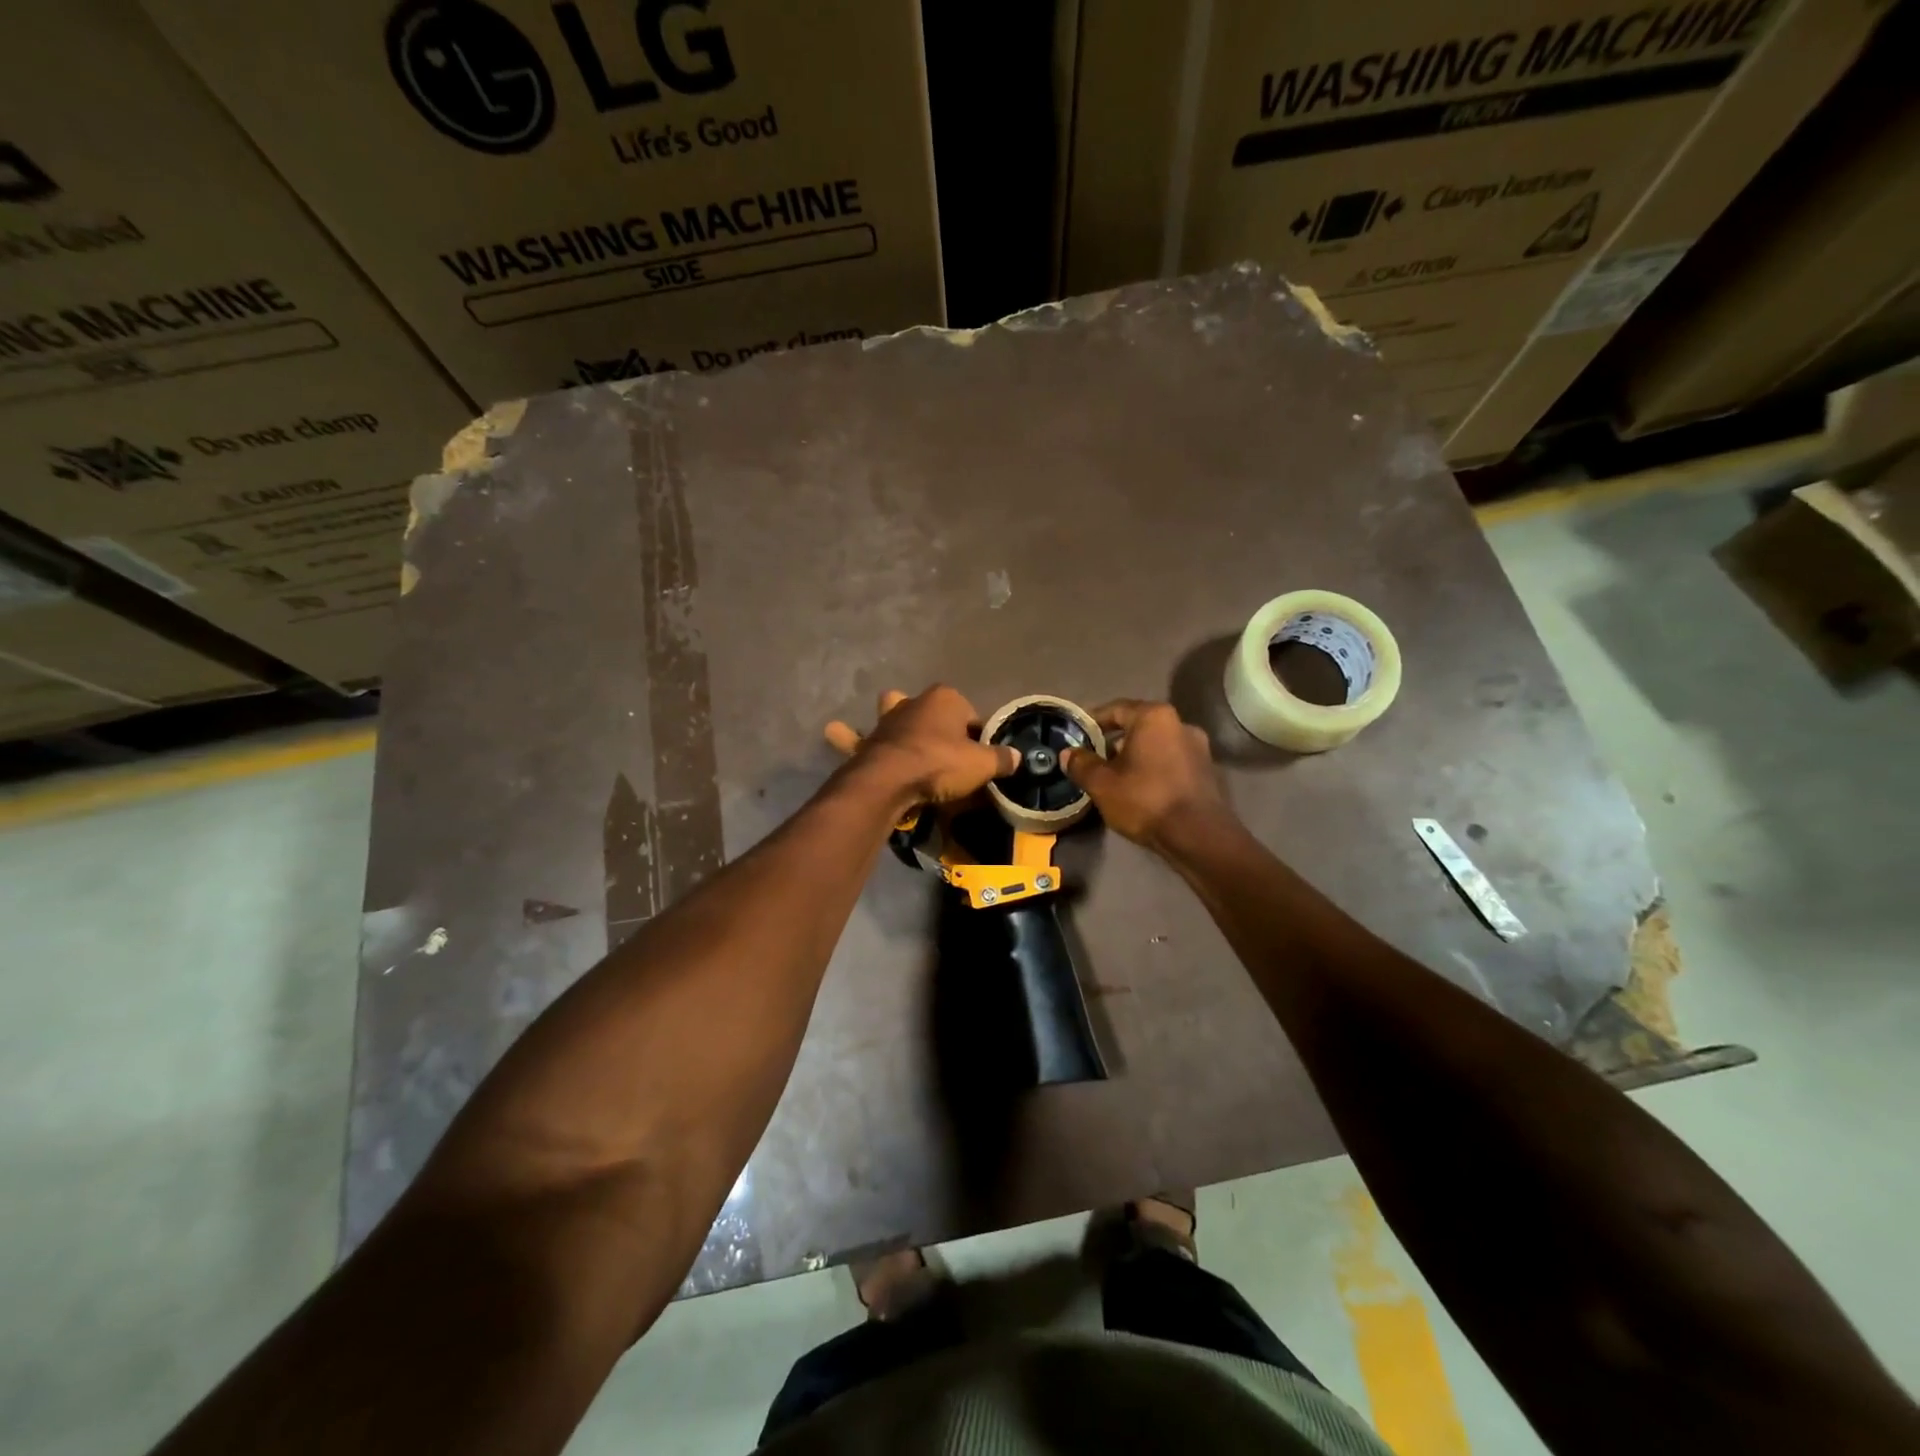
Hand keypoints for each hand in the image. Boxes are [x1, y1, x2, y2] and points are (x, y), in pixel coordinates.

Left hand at [825, 686, 1019, 807]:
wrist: (889, 780)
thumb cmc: (940, 764)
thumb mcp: (982, 765)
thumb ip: (1001, 759)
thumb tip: (1017, 757)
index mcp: (945, 699)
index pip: (970, 715)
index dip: (977, 736)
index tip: (980, 758)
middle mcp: (913, 702)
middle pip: (928, 707)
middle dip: (933, 719)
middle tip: (942, 749)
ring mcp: (886, 720)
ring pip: (888, 710)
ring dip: (890, 717)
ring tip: (893, 732)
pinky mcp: (865, 741)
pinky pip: (854, 737)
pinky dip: (846, 736)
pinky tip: (835, 732)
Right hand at [1062, 699, 1231, 849]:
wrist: (1198, 836)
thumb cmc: (1145, 800)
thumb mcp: (1102, 784)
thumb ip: (1082, 764)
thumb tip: (1068, 753)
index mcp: (1154, 717)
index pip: (1116, 708)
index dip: (1093, 721)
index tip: (1077, 735)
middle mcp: (1180, 723)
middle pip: (1138, 725)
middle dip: (1114, 740)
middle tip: (1094, 759)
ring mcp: (1198, 747)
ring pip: (1156, 744)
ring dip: (1135, 756)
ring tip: (1115, 777)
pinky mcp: (1206, 770)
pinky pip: (1171, 761)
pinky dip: (1153, 768)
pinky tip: (1141, 789)